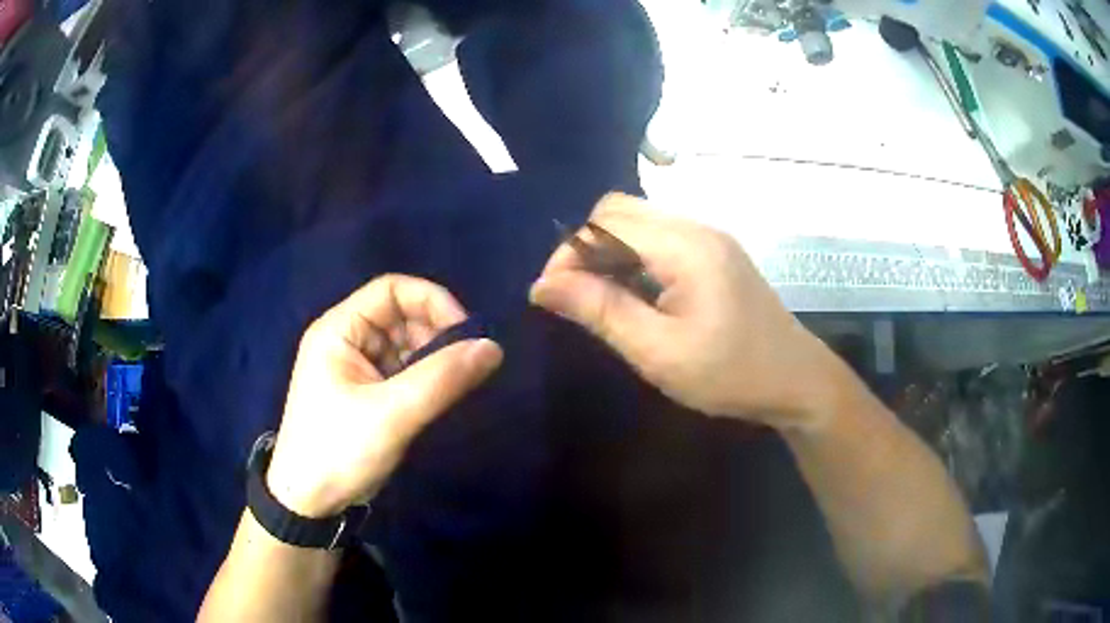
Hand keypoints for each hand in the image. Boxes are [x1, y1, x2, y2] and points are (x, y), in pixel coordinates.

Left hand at [265, 275, 502, 517]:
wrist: (309, 503)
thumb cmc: (339, 452)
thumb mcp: (391, 415)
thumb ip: (441, 379)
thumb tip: (493, 348)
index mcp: (339, 330)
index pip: (392, 289)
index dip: (432, 302)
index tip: (465, 334)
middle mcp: (347, 340)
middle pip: (401, 315)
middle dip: (436, 334)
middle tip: (464, 366)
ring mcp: (356, 367)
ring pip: (405, 344)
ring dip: (434, 358)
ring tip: (454, 386)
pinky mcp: (367, 392)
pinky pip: (403, 371)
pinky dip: (425, 378)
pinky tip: (439, 397)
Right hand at [530, 193, 840, 429]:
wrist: (797, 380)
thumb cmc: (730, 374)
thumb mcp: (659, 351)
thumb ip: (601, 311)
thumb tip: (543, 286)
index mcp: (685, 246)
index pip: (604, 222)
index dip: (567, 253)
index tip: (549, 296)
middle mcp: (696, 227)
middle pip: (619, 211)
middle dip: (585, 247)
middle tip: (574, 296)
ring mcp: (709, 237)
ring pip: (638, 222)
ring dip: (608, 251)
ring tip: (599, 298)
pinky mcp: (715, 252)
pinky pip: (659, 238)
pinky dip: (633, 257)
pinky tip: (633, 294)